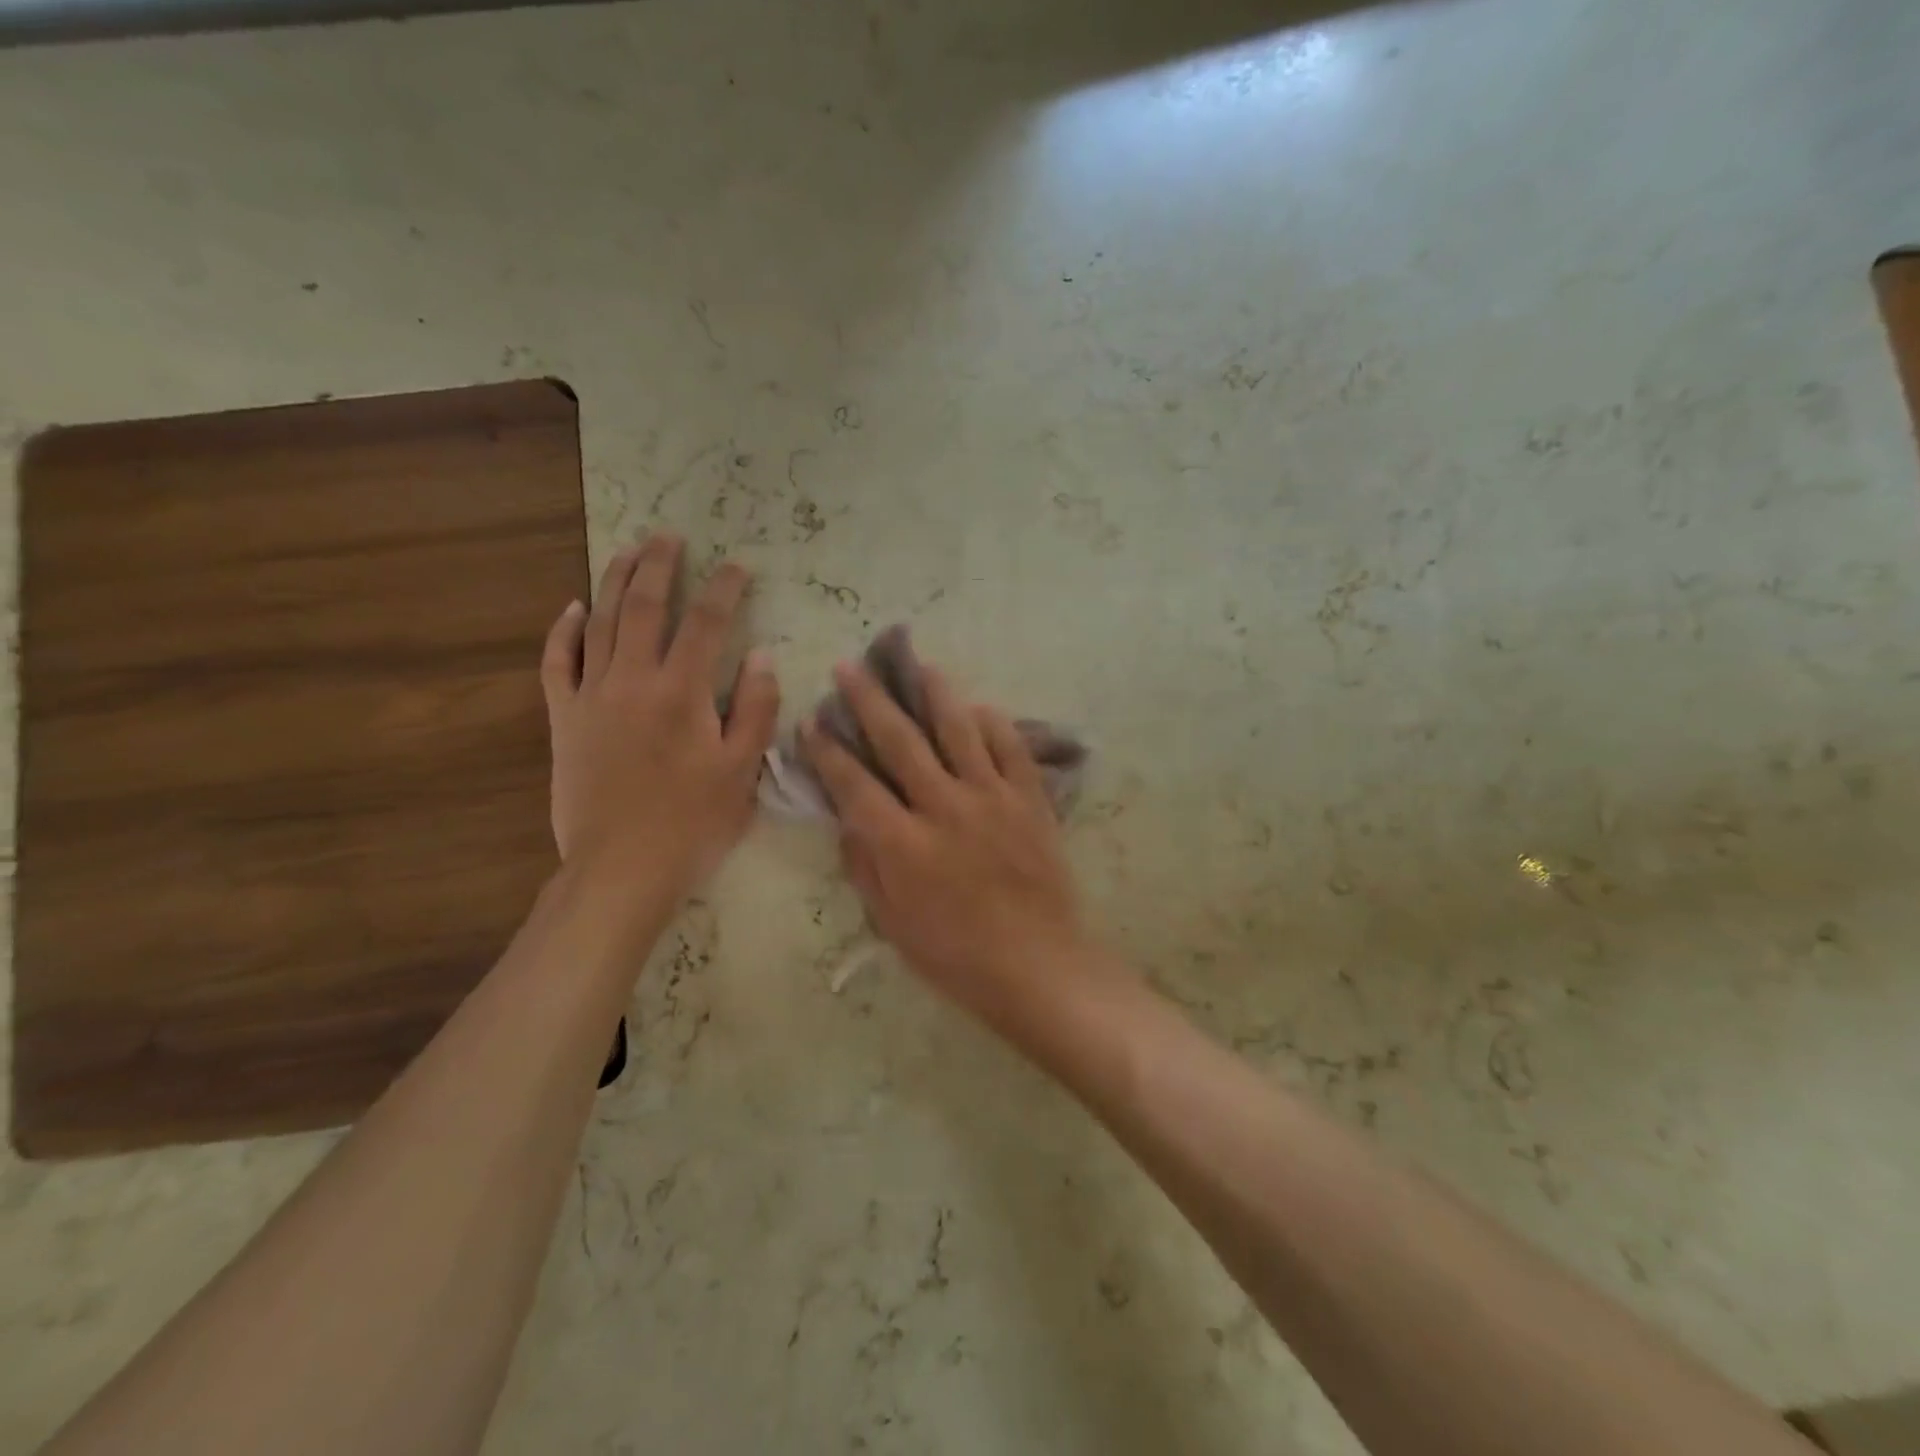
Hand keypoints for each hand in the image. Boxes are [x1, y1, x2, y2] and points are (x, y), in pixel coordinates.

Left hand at [541, 534, 778, 898]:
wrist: (621, 868)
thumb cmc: (693, 822)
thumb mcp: (743, 770)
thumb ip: (755, 708)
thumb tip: (760, 655)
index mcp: (683, 692)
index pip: (708, 623)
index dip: (726, 588)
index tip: (738, 566)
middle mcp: (633, 680)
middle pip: (645, 607)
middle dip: (660, 566)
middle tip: (669, 536)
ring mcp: (591, 697)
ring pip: (600, 623)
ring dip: (614, 582)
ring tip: (628, 551)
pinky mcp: (563, 719)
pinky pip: (556, 664)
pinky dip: (563, 631)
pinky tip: (573, 607)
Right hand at [801, 661, 1085, 1024]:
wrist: (1038, 966)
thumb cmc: (957, 957)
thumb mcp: (892, 924)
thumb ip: (865, 867)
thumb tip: (849, 820)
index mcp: (903, 844)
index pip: (854, 784)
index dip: (828, 751)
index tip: (812, 721)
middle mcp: (944, 807)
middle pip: (900, 741)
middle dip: (870, 701)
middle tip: (850, 667)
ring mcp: (992, 797)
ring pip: (958, 729)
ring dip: (934, 693)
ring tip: (918, 664)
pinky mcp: (1029, 799)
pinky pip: (1011, 747)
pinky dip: (993, 723)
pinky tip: (979, 707)